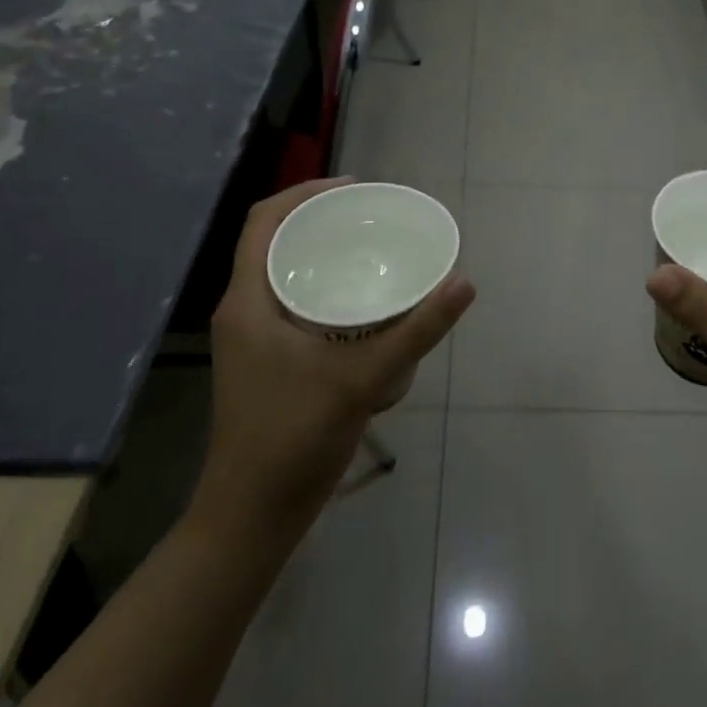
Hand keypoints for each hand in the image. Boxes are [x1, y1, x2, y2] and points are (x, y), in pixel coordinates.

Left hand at [190, 178, 475, 534]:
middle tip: (371, 216)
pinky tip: (361, 304)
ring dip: (321, 253)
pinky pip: (290, 301)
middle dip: (320, 219)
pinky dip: (322, 287)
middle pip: (275, 241)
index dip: (305, 192)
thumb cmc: (293, 440)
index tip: (354, 187)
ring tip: (370, 248)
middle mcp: (242, 310)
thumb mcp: (362, 379)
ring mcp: (251, 338)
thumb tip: (464, 283)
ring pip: (282, 273)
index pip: (263, 221)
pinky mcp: (264, 360)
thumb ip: (416, 331)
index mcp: (247, 301)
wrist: (250, 519)